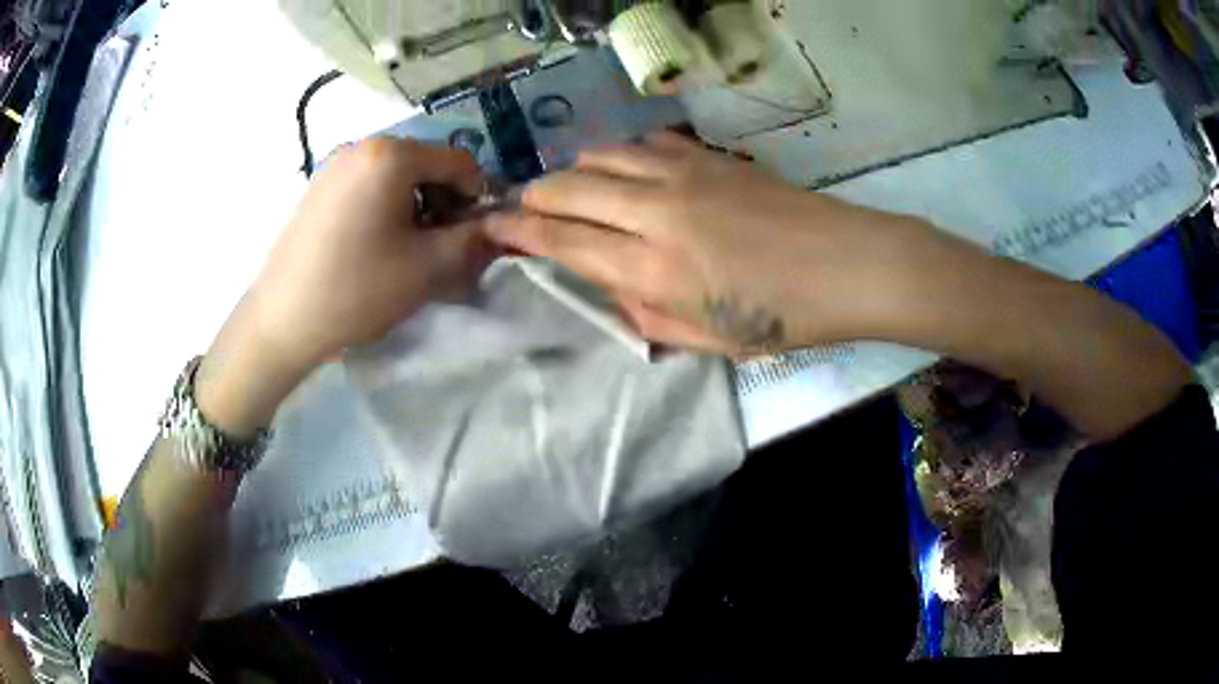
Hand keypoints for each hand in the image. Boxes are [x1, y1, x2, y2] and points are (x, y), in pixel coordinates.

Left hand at [248, 137, 490, 367]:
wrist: (282, 321)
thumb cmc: (357, 290)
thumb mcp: (427, 267)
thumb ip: (474, 239)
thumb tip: (499, 226)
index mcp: (391, 154)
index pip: (459, 161)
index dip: (478, 197)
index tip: (476, 235)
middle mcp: (362, 146)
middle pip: (426, 164)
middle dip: (444, 201)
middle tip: (441, 246)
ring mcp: (335, 165)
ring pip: (397, 175)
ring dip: (416, 205)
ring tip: (407, 249)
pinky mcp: (319, 187)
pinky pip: (368, 185)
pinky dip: (386, 207)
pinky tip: (375, 245)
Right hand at [484, 132, 923, 355]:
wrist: (847, 265)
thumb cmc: (783, 318)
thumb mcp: (708, 339)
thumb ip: (646, 315)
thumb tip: (609, 288)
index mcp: (651, 270)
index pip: (561, 240)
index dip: (518, 231)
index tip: (491, 226)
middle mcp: (654, 213)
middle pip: (568, 188)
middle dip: (534, 197)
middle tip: (524, 209)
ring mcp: (682, 175)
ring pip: (600, 155)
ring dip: (573, 170)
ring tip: (570, 187)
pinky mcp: (708, 156)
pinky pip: (644, 143)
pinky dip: (621, 154)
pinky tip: (626, 169)